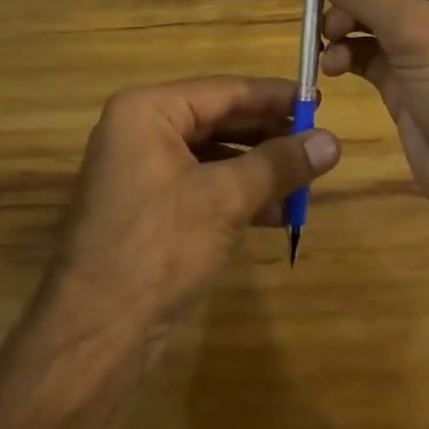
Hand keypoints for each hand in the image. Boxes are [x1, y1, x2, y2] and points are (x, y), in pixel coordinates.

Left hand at [44, 76, 340, 359]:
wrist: (94, 338)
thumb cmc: (157, 248)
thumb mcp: (224, 199)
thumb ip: (279, 164)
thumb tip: (334, 141)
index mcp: (147, 111)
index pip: (224, 90)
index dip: (273, 96)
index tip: (316, 100)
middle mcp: (141, 131)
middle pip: (219, 119)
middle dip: (269, 135)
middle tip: (317, 140)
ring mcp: (142, 171)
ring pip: (214, 155)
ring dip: (259, 168)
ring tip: (306, 179)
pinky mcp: (149, 208)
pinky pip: (202, 185)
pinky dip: (238, 194)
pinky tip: (278, 212)